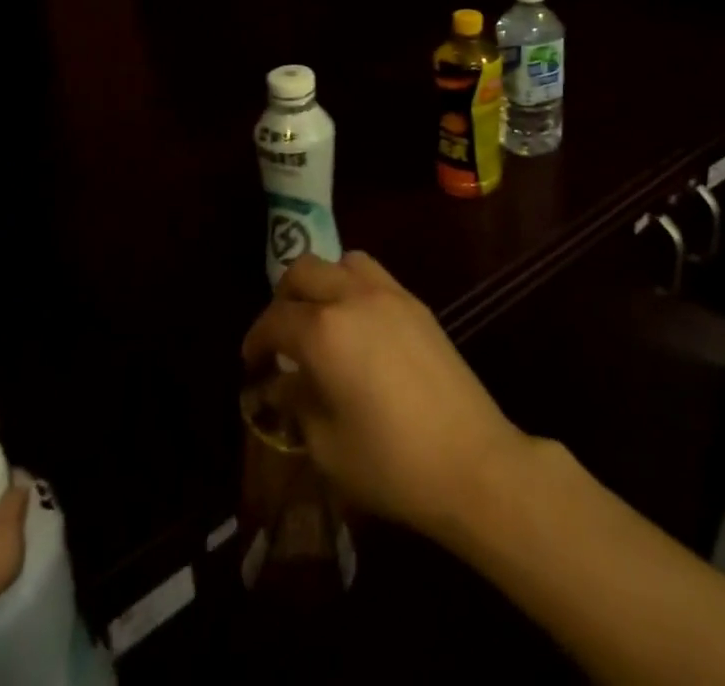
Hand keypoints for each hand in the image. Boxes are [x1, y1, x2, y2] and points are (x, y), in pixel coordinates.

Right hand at [242, 252, 532, 541]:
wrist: (473, 463)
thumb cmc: (391, 464)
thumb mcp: (326, 445)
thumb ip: (296, 404)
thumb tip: (281, 384)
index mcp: (323, 331)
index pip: (275, 320)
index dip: (256, 340)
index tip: (252, 363)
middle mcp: (352, 297)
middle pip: (304, 272)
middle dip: (283, 299)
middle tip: (281, 336)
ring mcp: (389, 294)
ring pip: (341, 261)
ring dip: (322, 282)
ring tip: (321, 319)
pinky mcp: (416, 303)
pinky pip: (372, 274)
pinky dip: (353, 286)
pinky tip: (358, 326)